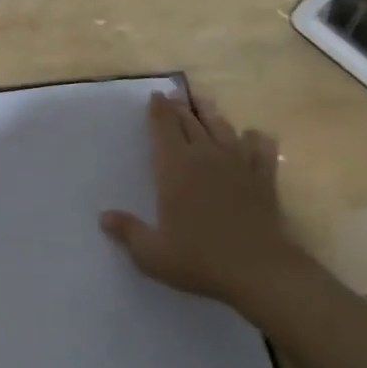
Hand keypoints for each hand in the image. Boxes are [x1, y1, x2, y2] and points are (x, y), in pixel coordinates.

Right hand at [100, 92, 308, 315]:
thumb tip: (103, 217)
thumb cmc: (200, 260)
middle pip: (190, 121)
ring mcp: (237, 163)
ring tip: (204, 102)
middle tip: (173, 96)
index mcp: (174, 167)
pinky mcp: (263, 178)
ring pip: (222, 127)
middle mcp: (204, 155)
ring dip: (210, 113)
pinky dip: (255, 139)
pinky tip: (253, 138)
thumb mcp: (153, 254)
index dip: (158, 109)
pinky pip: (261, 148)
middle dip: (179, 106)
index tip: (155, 96)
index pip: (163, 127)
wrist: (260, 271)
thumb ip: (128, 232)